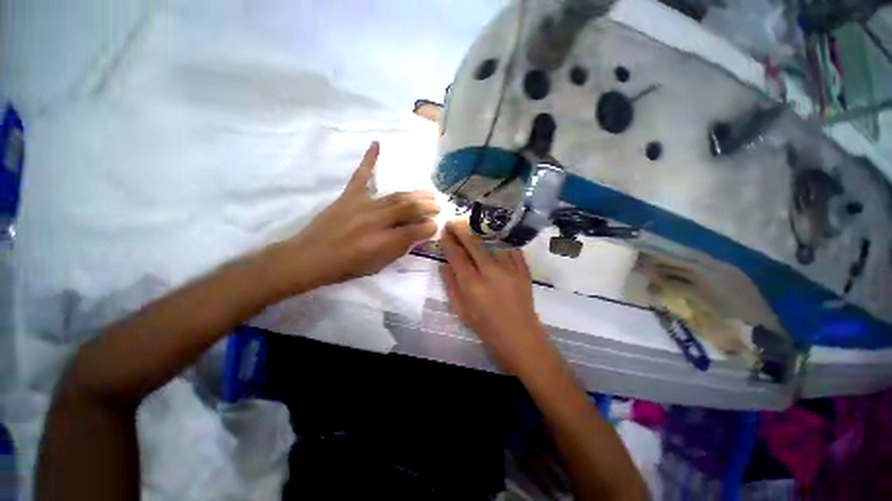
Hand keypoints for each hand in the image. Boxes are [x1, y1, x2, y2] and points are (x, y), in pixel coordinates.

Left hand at [271, 142, 439, 293]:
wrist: (310, 257)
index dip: (429, 227)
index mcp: (383, 241)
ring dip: (415, 194)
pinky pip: (361, 176)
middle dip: (427, 207)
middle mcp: (376, 221)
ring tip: (429, 192)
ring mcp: (362, 205)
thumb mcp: (377, 265)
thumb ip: (399, 249)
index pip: (414, 231)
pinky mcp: (349, 197)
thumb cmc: (346, 266)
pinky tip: (377, 144)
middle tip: (438, 205)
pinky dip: (369, 160)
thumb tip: (417, 235)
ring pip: (394, 196)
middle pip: (408, 209)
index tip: (437, 225)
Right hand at [439, 221, 553, 374]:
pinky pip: (512, 249)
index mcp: (472, 284)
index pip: (456, 255)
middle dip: (461, 229)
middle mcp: (490, 272)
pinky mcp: (524, 270)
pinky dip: (502, 240)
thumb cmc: (486, 328)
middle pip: (474, 243)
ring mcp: (510, 269)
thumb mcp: (461, 310)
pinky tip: (495, 236)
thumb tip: (444, 265)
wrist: (520, 338)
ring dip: (480, 231)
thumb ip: (451, 285)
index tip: (443, 232)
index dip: (448, 241)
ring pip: (493, 242)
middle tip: (454, 221)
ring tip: (472, 224)